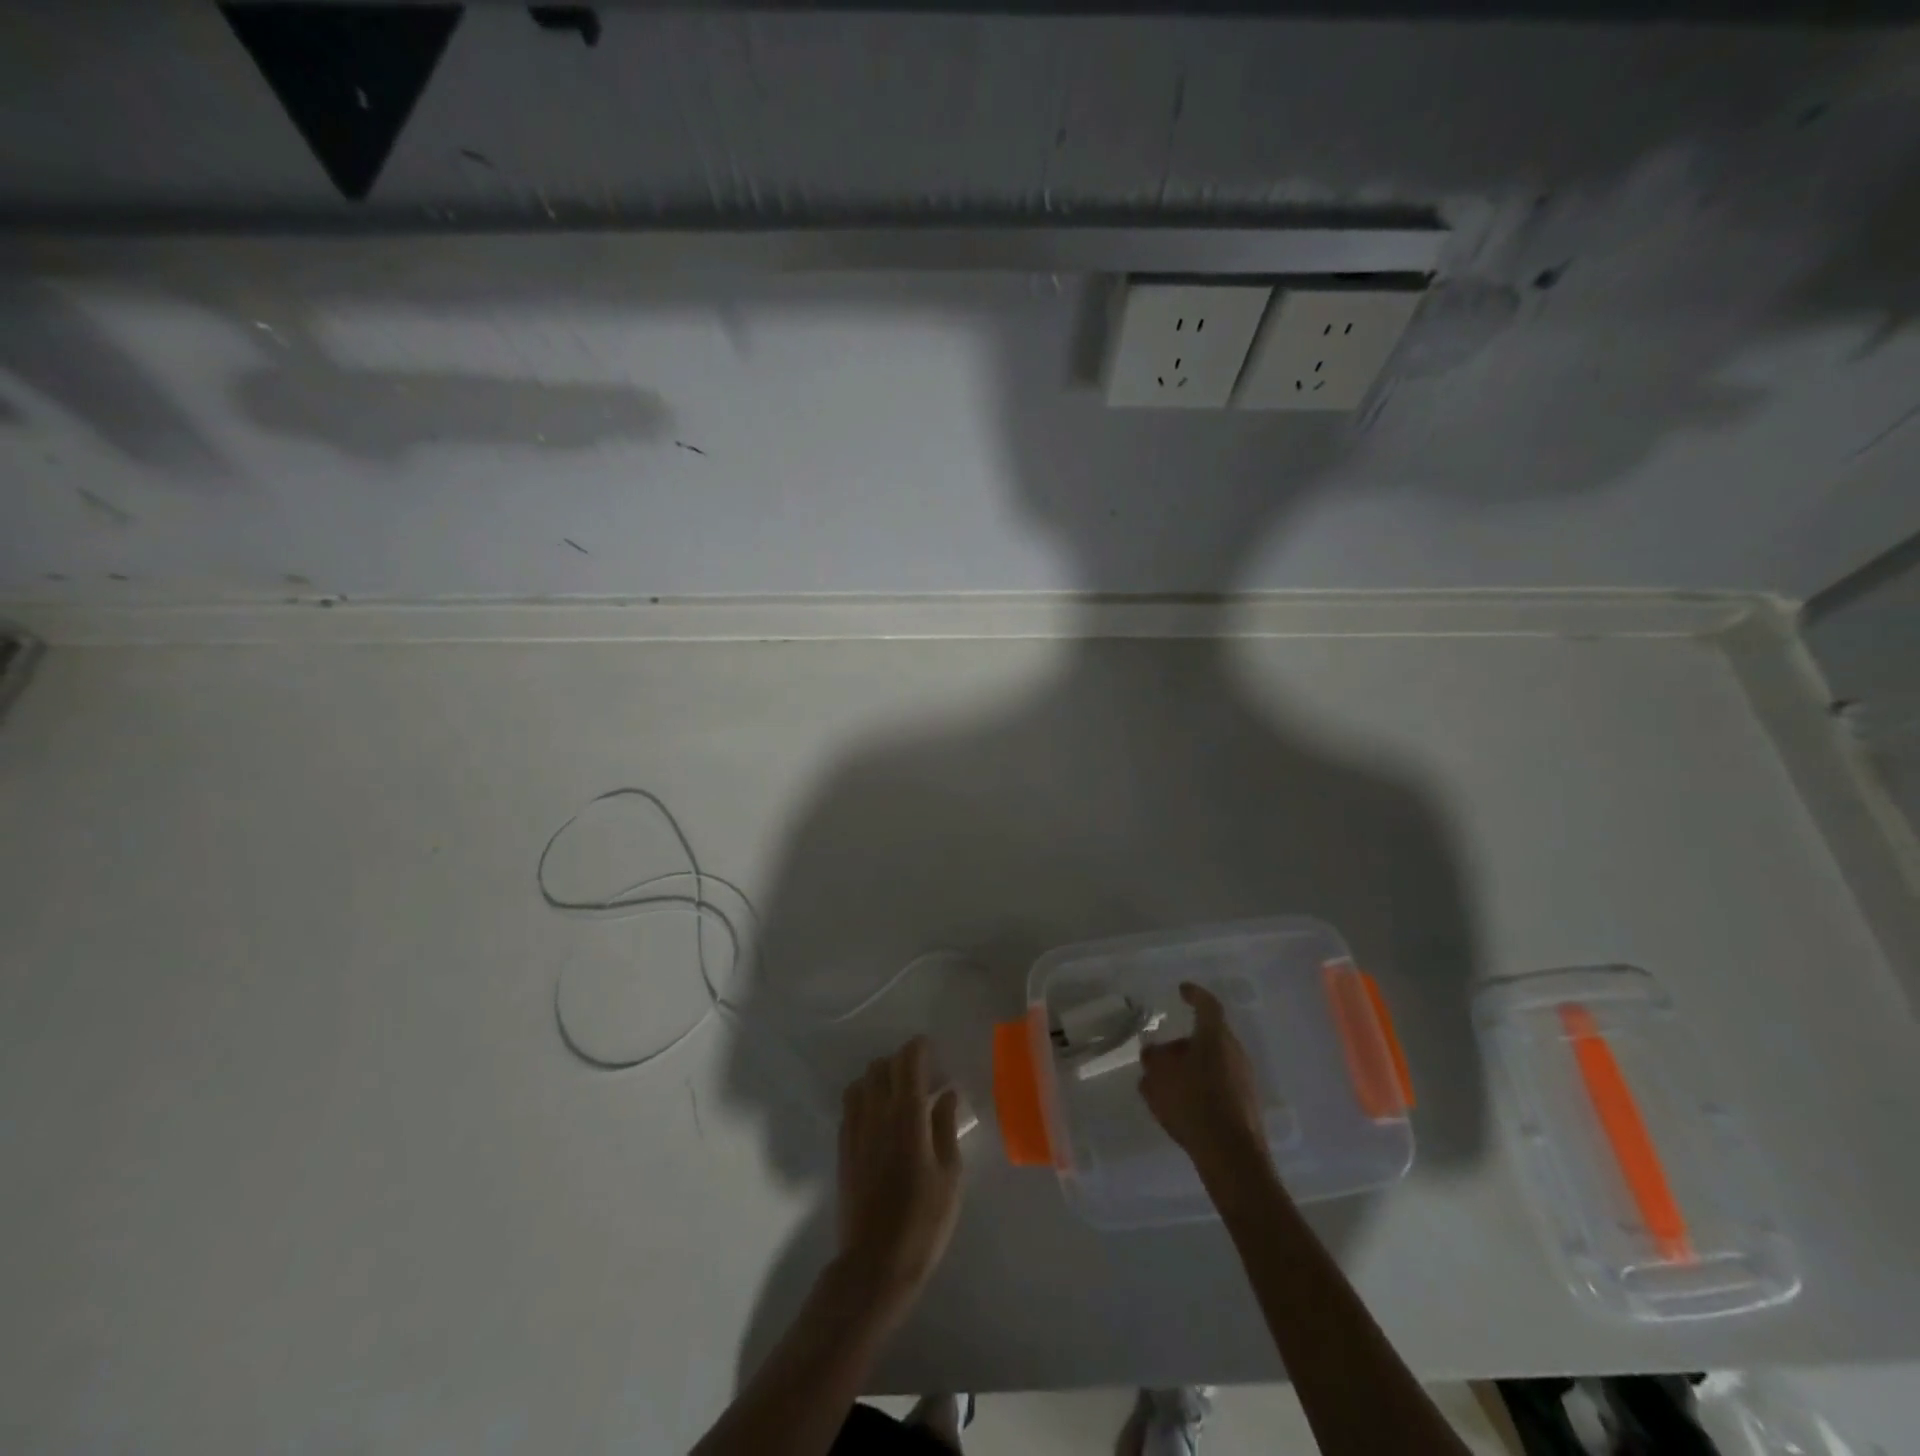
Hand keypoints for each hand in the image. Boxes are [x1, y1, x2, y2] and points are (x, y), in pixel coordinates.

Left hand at [835, 1037, 962, 1319]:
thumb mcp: (950, 1176)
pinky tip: (879, 1118)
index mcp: (907, 1117)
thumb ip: (946, 1127)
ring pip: (861, 1082)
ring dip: (879, 1079)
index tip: (931, 1049)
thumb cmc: (924, 1222)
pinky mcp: (842, 1149)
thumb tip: (945, 1093)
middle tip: (921, 1076)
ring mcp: (855, 1130)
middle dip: (900, 1062)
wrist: (875, 1265)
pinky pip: (850, 1106)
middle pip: (881, 1066)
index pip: (908, 1063)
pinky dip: (864, 1099)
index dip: (919, 1048)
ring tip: (898, 1096)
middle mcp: (876, 1114)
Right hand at [1138, 982, 1269, 1175]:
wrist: (1231, 1156)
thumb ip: (1154, 1059)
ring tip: (1167, 1082)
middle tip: (1163, 1052)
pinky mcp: (1246, 1106)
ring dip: (1192, 1067)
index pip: (1207, 1005)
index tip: (1183, 990)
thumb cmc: (1192, 1103)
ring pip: (1214, 1062)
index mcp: (1216, 1037)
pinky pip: (1219, 1085)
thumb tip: (1154, 1052)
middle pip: (1209, 1037)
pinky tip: (1182, 1105)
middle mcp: (1235, 1053)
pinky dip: (1201, 1087)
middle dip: (1185, 1042)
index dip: (1194, 995)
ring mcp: (1245, 1080)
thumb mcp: (1159, 1076)